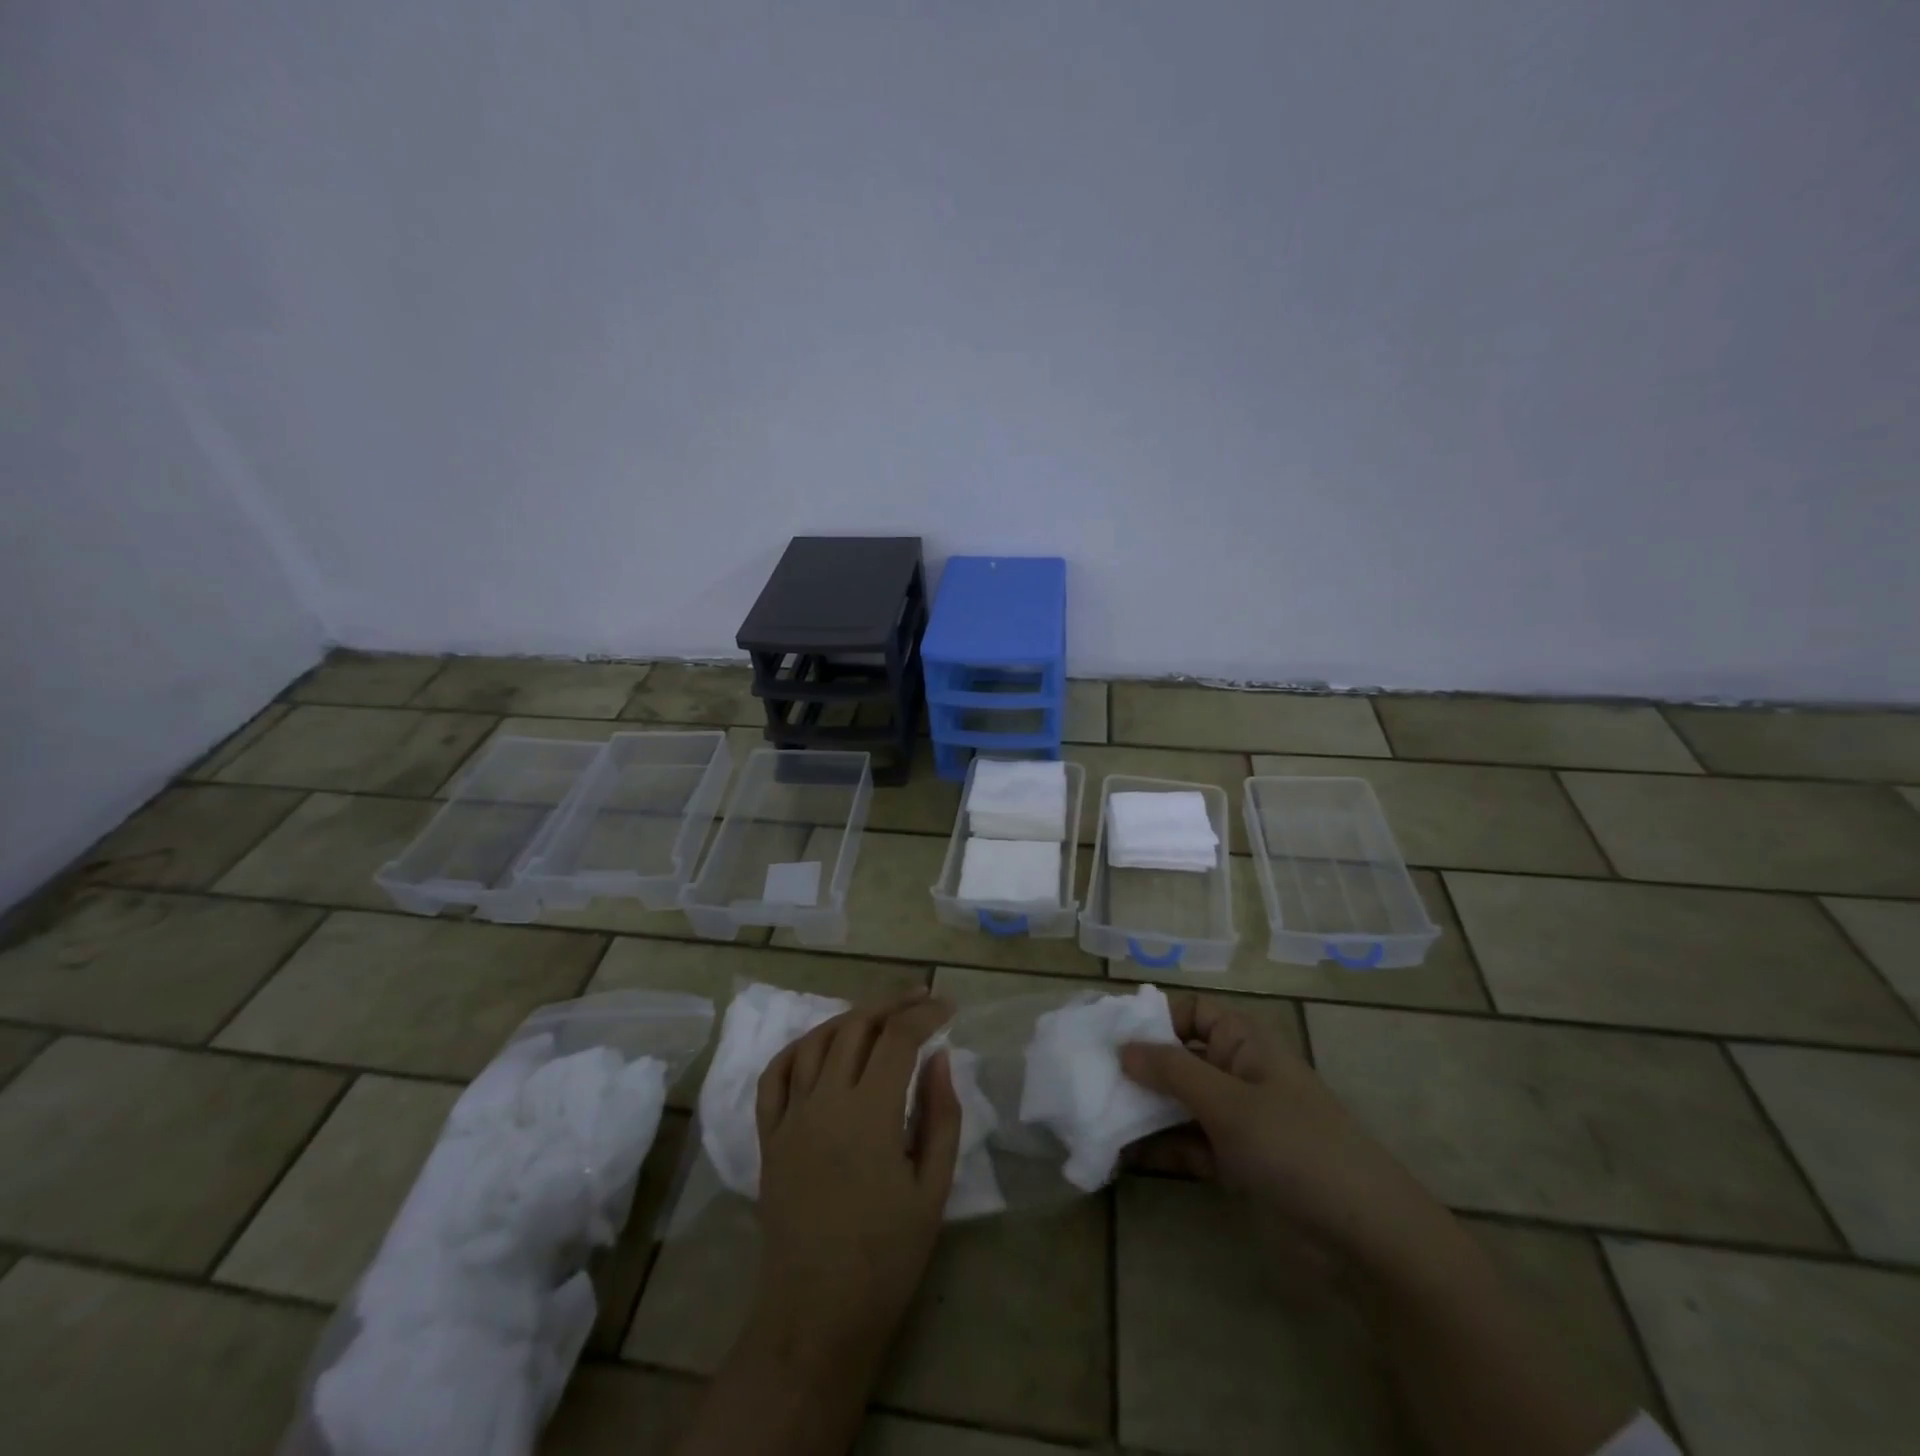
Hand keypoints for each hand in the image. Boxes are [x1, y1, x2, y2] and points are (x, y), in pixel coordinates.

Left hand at [749, 992, 961, 1376]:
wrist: (816, 1315)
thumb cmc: (886, 1258)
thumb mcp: (932, 1189)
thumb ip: (940, 1115)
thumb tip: (939, 1058)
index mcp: (869, 1114)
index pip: (898, 1038)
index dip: (925, 1014)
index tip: (948, 1007)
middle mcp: (825, 1101)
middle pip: (856, 1026)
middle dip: (893, 1005)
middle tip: (921, 1001)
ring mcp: (790, 1117)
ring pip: (817, 1041)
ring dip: (851, 1018)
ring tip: (880, 1016)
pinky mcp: (769, 1136)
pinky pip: (775, 1075)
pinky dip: (799, 1047)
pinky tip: (821, 1044)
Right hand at [1120, 992, 1451, 1274]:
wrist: (1365, 1236)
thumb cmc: (1295, 1146)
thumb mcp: (1228, 1103)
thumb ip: (1172, 1072)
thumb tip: (1122, 1047)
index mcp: (1243, 1041)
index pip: (1189, 1011)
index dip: (1151, 1017)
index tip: (1106, 1034)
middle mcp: (1237, 1071)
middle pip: (1178, 1057)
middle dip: (1136, 1068)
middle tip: (1087, 1078)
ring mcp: (1236, 1118)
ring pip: (1178, 1102)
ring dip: (1141, 1110)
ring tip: (1093, 1117)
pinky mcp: (1235, 1161)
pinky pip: (1186, 1142)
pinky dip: (1157, 1147)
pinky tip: (1119, 1155)